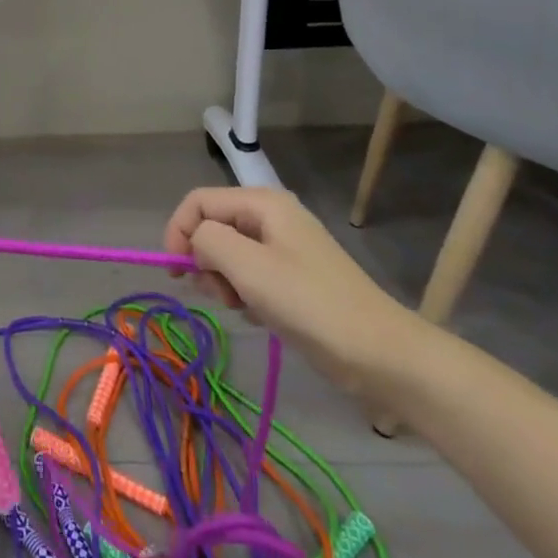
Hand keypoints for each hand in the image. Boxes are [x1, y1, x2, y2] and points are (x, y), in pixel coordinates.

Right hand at [164, 186, 426, 395]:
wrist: (381, 355)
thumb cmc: (310, 304)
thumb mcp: (248, 267)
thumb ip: (207, 240)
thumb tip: (195, 241)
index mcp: (263, 203)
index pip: (198, 202)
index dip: (178, 232)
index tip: (176, 273)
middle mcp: (271, 216)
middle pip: (211, 226)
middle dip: (203, 260)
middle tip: (218, 294)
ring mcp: (283, 247)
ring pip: (227, 253)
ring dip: (222, 281)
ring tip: (241, 306)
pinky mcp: (291, 276)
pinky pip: (248, 274)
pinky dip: (242, 293)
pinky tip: (258, 314)